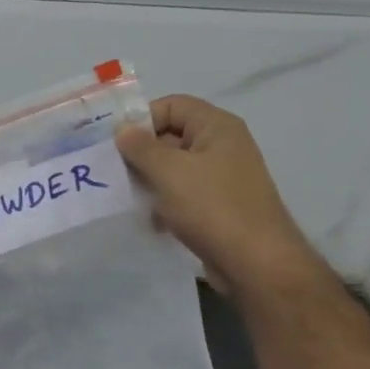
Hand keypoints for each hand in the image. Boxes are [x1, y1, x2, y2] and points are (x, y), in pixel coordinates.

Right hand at [115, 95, 326, 297]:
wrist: (256, 263)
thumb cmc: (212, 207)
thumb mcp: (168, 171)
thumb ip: (140, 147)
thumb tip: (122, 130)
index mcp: (217, 127)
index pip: (172, 105)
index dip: (142, 119)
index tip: (115, 144)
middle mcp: (222, 146)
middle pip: (171, 135)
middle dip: (141, 152)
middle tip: (113, 171)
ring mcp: (223, 177)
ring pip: (175, 167)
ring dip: (150, 179)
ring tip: (127, 196)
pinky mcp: (219, 205)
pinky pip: (184, 193)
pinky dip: (165, 202)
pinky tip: (150, 220)